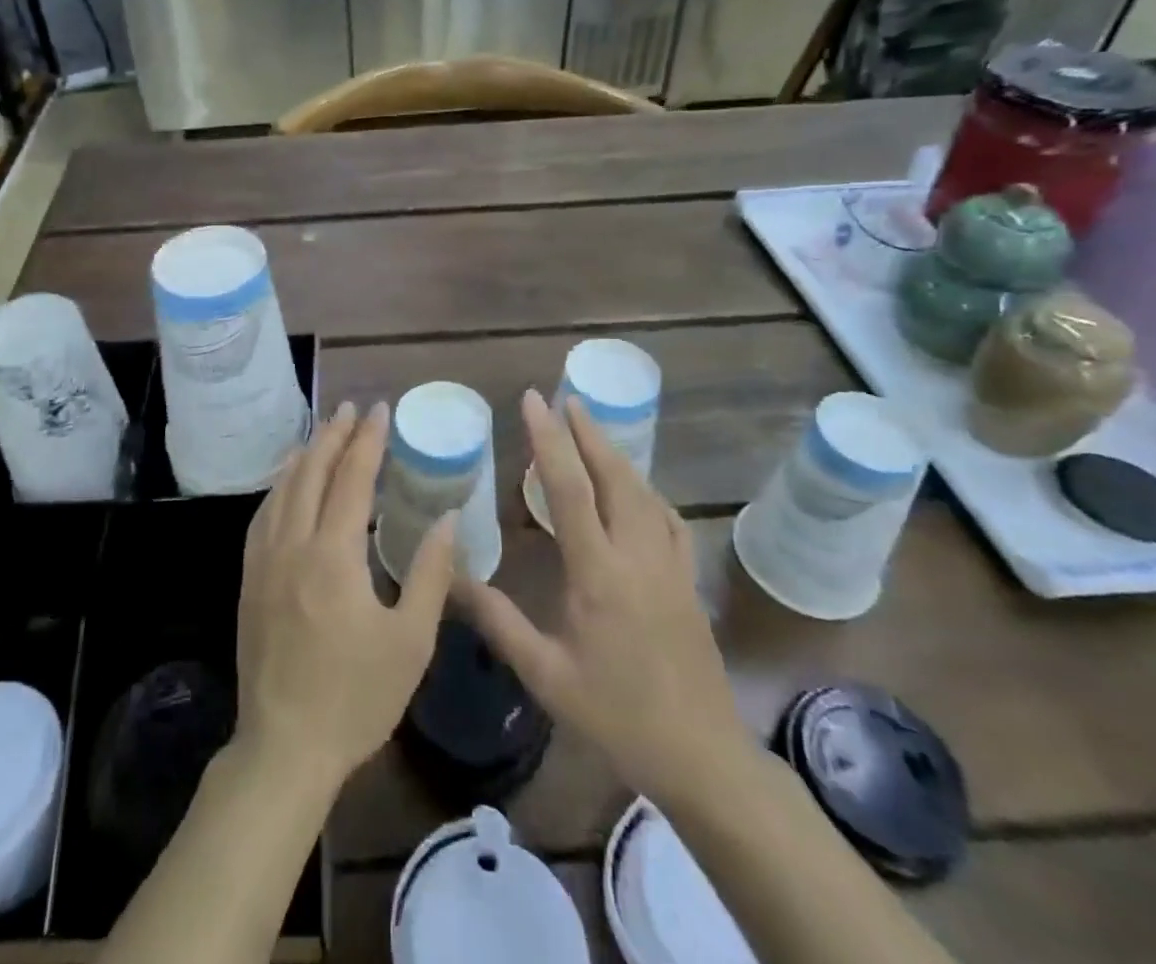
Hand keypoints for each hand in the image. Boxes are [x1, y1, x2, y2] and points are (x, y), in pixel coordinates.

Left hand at [235, 401, 455, 791]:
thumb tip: (447, 519)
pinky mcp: (250, 580)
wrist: (284, 747)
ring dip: (304, 454)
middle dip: (333, 435)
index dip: (367, 441)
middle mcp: (293, 545)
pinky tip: (287, 482)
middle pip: (311, 473)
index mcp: (333, 556)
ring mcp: (264, 561)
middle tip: (351, 408)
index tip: (380, 410)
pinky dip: (279, 486)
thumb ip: (429, 574)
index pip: (352, 480)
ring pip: (282, 489)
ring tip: (322, 432)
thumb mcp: (410, 642)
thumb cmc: (356, 698)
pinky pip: (263, 515)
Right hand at [455, 391, 752, 805]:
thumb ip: (498, 620)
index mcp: (598, 573)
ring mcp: (669, 566)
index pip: (569, 489)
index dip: (549, 439)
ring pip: (644, 492)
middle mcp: (637, 556)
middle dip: (589, 432)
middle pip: (615, 476)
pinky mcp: (688, 581)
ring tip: (593, 430)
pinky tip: (636, 491)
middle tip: (566, 398)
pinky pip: (667, 519)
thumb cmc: (617, 716)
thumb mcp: (546, 674)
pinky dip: (646, 491)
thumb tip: (452, 578)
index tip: (534, 401)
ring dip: (616, 454)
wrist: (703, 757)